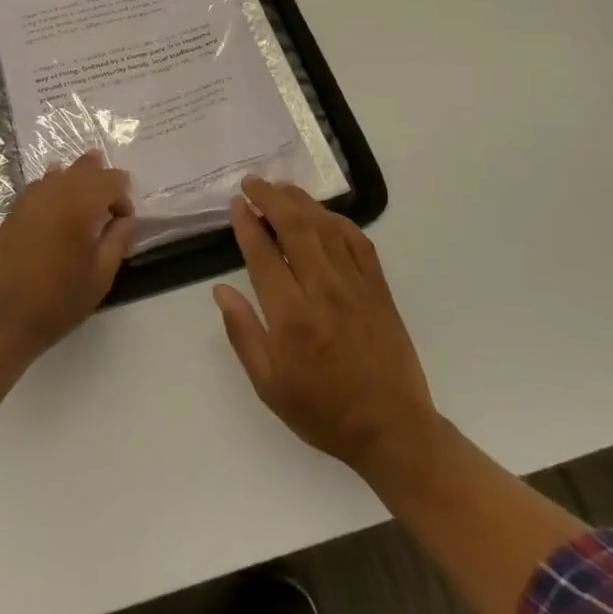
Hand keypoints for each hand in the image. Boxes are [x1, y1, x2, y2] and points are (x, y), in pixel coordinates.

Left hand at [0, 153, 134, 360]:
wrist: (1, 318)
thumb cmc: (58, 300)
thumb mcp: (101, 276)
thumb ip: (118, 240)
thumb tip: (126, 219)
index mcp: (80, 203)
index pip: (112, 180)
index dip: (123, 197)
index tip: (123, 224)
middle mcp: (54, 190)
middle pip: (85, 167)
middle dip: (102, 179)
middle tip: (110, 204)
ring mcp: (29, 198)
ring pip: (60, 173)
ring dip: (78, 180)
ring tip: (87, 199)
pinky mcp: (13, 211)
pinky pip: (41, 186)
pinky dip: (55, 188)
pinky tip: (58, 207)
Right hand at [215, 178, 438, 491]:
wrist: (392, 430)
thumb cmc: (322, 411)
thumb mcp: (268, 384)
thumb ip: (243, 332)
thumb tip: (221, 290)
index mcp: (291, 315)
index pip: (263, 254)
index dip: (247, 223)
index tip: (237, 203)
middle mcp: (323, 290)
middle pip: (295, 227)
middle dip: (270, 198)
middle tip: (252, 183)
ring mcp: (356, 286)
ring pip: (326, 227)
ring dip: (301, 201)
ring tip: (281, 188)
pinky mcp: (379, 289)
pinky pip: (359, 242)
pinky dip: (338, 221)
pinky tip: (324, 215)